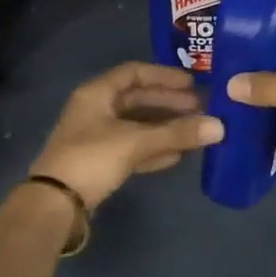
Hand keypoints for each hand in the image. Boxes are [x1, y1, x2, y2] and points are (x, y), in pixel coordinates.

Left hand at [30, 62, 223, 208]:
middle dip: (169, 103)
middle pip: (138, 99)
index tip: (191, 84)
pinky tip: (177, 155)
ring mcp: (96, 136)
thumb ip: (177, 133)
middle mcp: (96, 109)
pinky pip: (132, 147)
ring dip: (165, 127)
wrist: (55, 204)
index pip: (134, 72)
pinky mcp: (100, 161)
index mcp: (97, 93)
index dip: (163, 75)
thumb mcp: (136, 142)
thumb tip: (219, 126)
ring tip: (195, 131)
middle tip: (200, 108)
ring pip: (137, 125)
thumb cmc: (92, 159)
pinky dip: (153, 148)